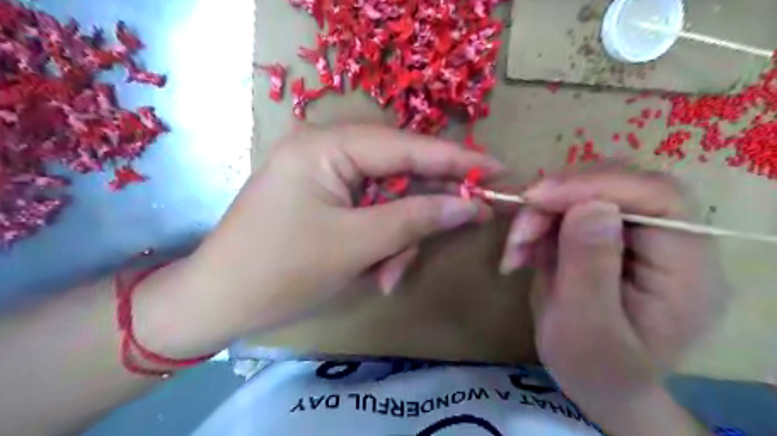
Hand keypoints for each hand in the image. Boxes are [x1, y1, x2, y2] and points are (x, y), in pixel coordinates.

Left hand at [181, 125, 500, 343]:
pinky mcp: (323, 197)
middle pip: (399, 172)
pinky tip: (374, 269)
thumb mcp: (356, 245)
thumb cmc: (280, 270)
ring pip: (387, 198)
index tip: (499, 168)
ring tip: (387, 275)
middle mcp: (326, 149)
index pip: (407, 146)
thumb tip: (470, 205)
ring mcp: (324, 173)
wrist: (218, 302)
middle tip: (459, 227)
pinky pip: (369, 211)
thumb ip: (416, 219)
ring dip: (397, 238)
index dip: (456, 159)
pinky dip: (379, 241)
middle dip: (421, 211)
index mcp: (327, 145)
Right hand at [498, 166, 728, 431]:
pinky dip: (535, 225)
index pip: (658, 196)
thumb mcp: (586, 329)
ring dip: (539, 215)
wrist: (599, 384)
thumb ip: (590, 269)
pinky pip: (565, 210)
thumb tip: (591, 206)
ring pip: (583, 192)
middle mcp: (667, 240)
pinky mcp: (604, 235)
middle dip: (557, 201)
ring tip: (515, 253)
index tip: (538, 198)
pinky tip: (520, 253)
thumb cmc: (598, 370)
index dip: (598, 184)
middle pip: (617, 184)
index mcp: (686, 268)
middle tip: (520, 233)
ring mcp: (633, 235)